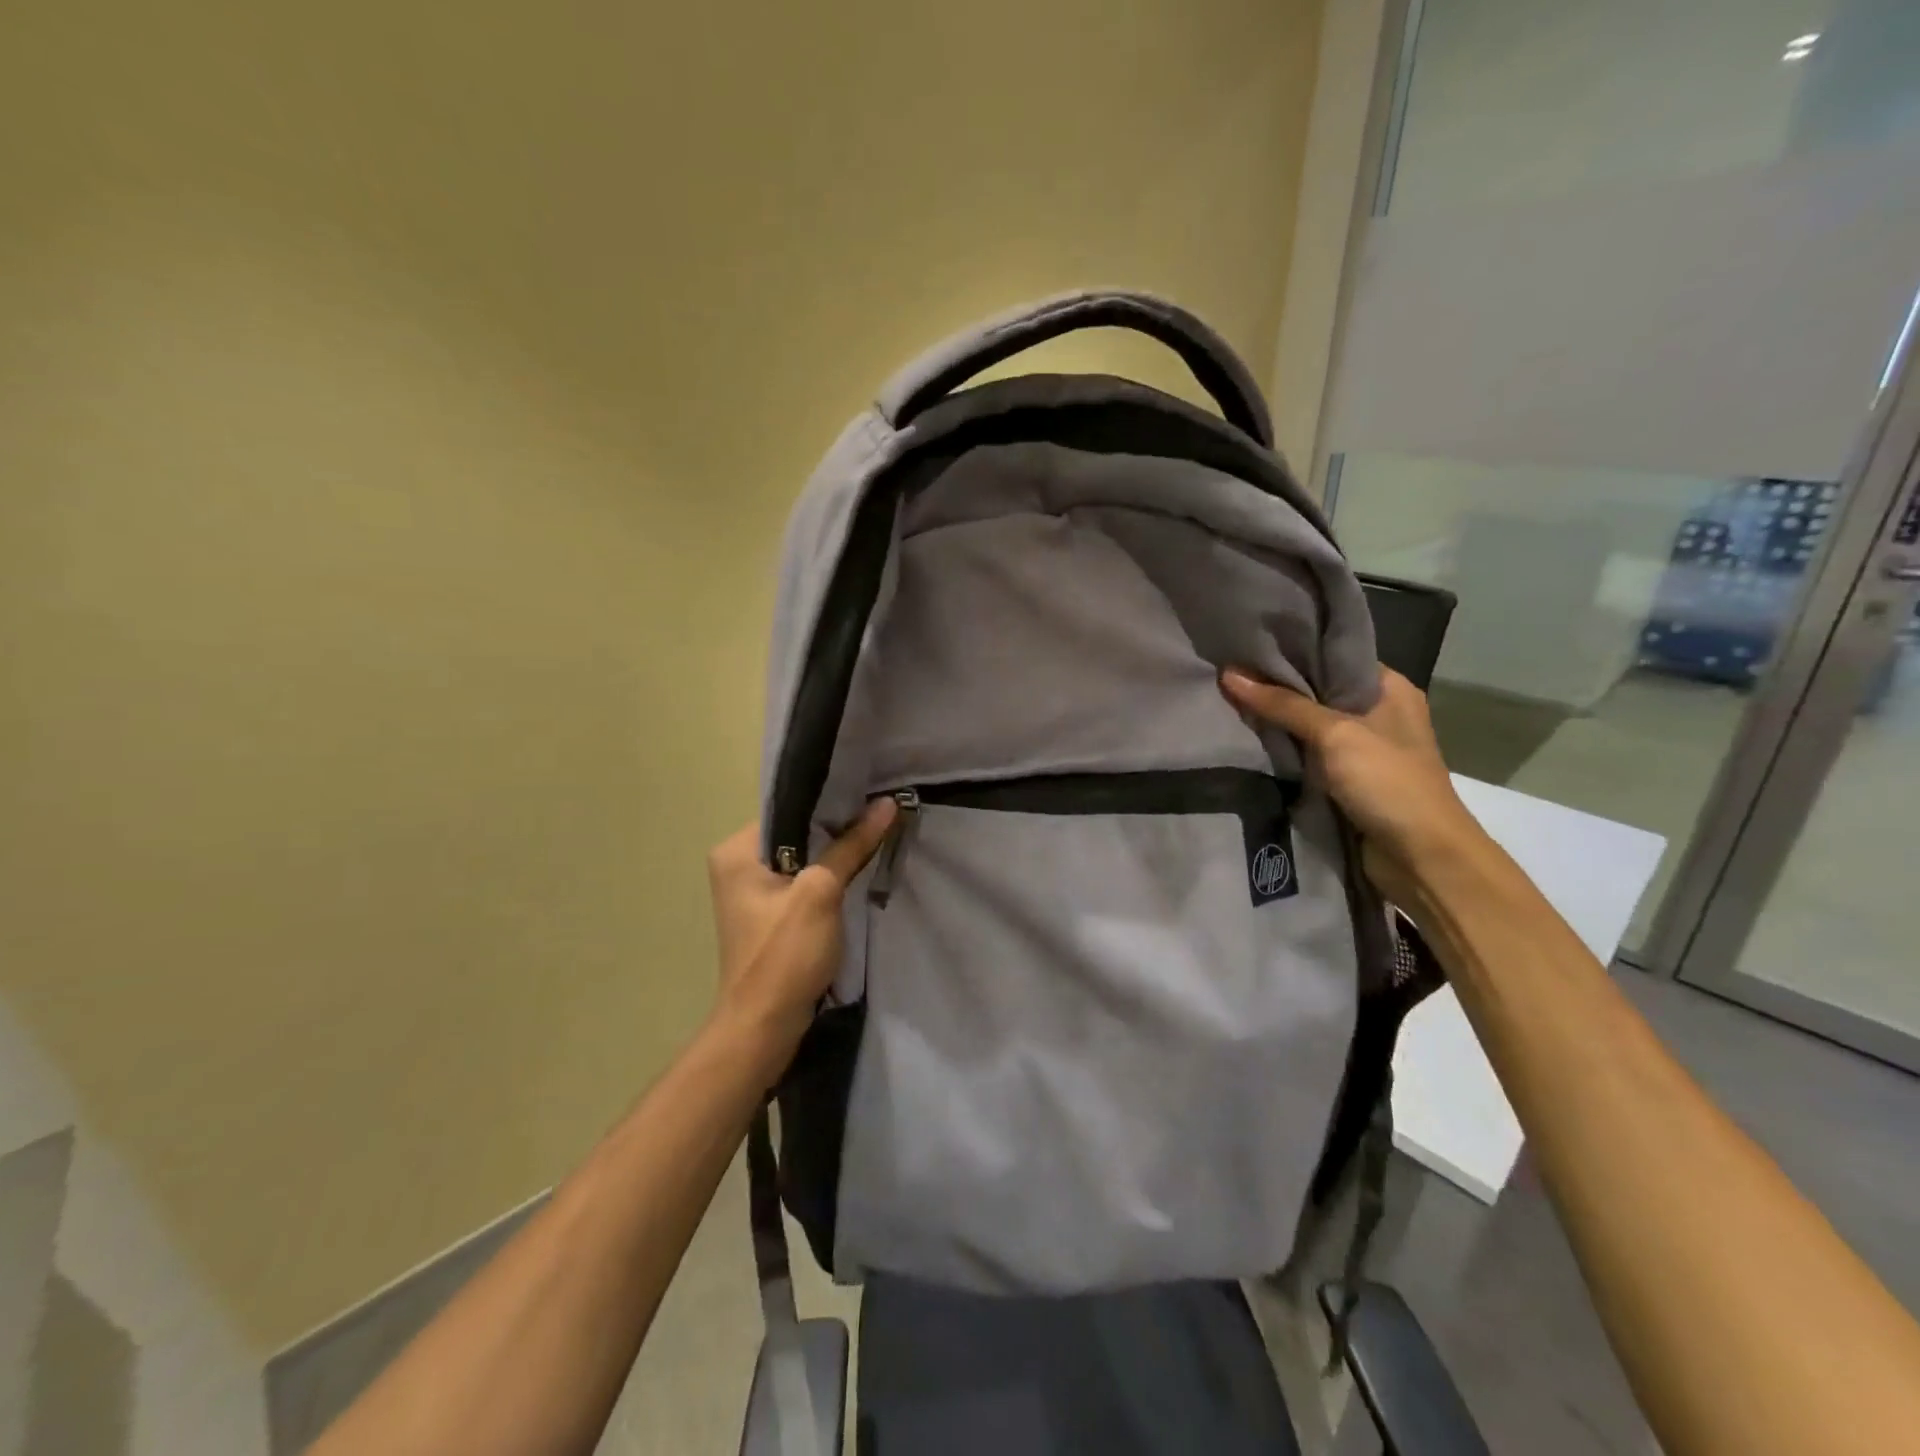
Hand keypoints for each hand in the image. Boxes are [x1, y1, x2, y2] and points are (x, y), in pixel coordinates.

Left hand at [705, 799, 897, 1079]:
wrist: (764, 1027)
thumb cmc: (784, 954)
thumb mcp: (822, 892)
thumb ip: (852, 845)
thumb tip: (887, 804)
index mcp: (737, 851)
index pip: (788, 807)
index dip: (830, 800)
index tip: (869, 792)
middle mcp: (738, 864)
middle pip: (796, 831)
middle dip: (837, 825)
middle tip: (879, 809)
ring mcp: (752, 891)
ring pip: (803, 857)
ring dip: (836, 852)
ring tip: (876, 831)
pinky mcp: (769, 914)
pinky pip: (803, 880)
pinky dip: (829, 876)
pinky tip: (859, 867)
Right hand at [1220, 665, 1488, 905]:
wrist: (1422, 858)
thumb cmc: (1388, 783)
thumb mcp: (1335, 734)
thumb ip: (1283, 705)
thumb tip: (1229, 674)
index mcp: (1389, 689)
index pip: (1334, 656)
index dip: (1293, 651)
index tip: (1248, 645)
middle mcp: (1378, 713)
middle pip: (1317, 691)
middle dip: (1276, 688)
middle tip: (1228, 674)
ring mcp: (1363, 750)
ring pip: (1309, 726)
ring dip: (1276, 722)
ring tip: (1227, 703)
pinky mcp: (1348, 781)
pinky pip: (1307, 757)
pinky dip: (1283, 752)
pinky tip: (1248, 742)